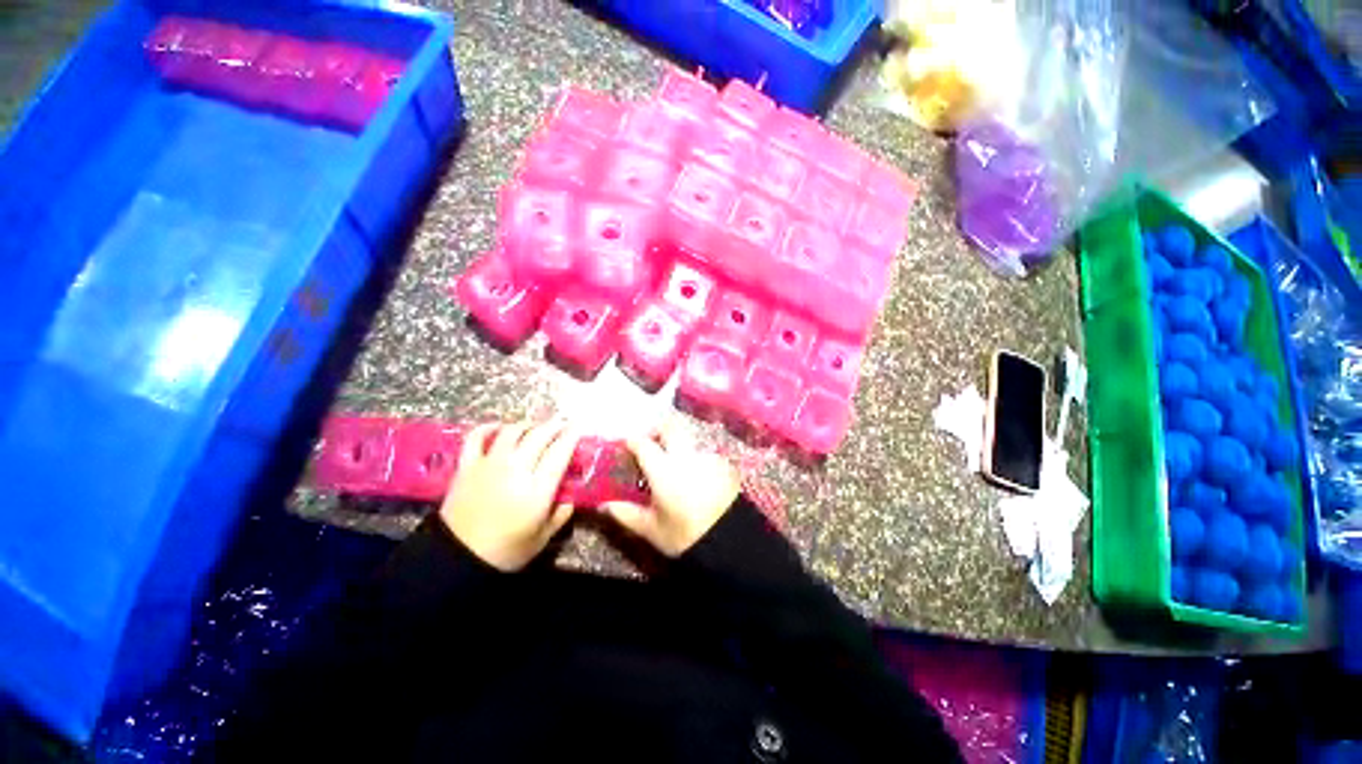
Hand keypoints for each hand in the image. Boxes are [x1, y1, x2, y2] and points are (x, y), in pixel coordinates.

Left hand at [440, 421, 579, 570]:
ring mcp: (489, 464)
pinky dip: (489, 427)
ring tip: (535, 428)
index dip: (572, 435)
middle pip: (539, 435)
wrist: (457, 560)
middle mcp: (516, 468)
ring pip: (512, 431)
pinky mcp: (467, 466)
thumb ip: (562, 513)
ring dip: (527, 425)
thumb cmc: (506, 550)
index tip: (579, 427)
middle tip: (562, 423)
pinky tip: (499, 428)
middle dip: (554, 425)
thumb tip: (571, 494)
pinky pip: (477, 436)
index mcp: (538, 488)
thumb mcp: (544, 536)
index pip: (560, 451)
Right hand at [603, 420, 739, 556]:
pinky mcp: (723, 463)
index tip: (626, 444)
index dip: (631, 440)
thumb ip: (625, 513)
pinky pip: (703, 453)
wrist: (731, 541)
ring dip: (677, 444)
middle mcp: (686, 455)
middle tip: (649, 442)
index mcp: (664, 469)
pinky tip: (694, 477)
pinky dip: (694, 459)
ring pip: (688, 439)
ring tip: (673, 464)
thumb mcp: (651, 529)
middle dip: (656, 429)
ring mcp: (707, 456)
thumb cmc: (685, 535)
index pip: (643, 443)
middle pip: (669, 426)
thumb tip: (604, 505)